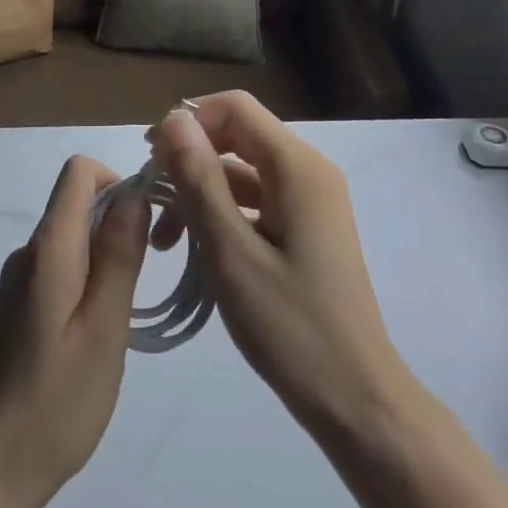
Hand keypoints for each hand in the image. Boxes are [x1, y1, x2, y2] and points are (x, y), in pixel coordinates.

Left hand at [0, 155, 149, 507]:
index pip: (79, 172)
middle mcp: (28, 253)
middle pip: (78, 205)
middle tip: (150, 278)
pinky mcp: (15, 312)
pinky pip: (60, 273)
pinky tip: (96, 340)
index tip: (152, 223)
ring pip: (73, 242)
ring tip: (125, 319)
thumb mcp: (103, 329)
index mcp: (49, 247)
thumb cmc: (52, 404)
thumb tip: (134, 195)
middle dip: (121, 224)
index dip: (120, 180)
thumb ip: (119, 257)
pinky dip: (88, 285)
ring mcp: (18, 283)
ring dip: (107, 260)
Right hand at [150, 92, 411, 436]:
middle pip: (238, 136)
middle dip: (190, 158)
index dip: (188, 121)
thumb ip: (200, 180)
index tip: (150, 159)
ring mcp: (310, 201)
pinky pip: (257, 201)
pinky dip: (223, 213)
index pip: (235, 108)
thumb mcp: (231, 252)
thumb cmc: (292, 326)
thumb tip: (172, 120)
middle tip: (151, 198)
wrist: (357, 400)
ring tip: (164, 239)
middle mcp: (308, 170)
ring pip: (243, 171)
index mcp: (297, 166)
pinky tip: (195, 248)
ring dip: (201, 192)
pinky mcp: (307, 228)